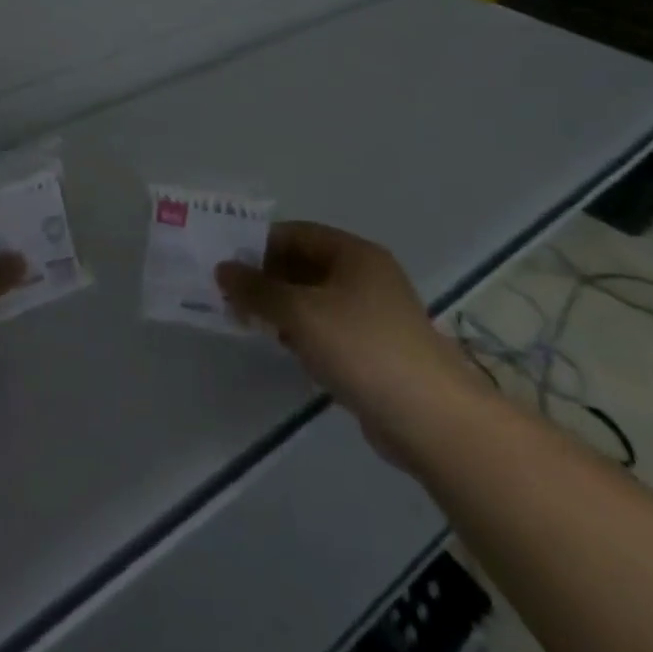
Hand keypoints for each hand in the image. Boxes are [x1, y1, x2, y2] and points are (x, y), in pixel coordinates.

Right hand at [217, 221, 479, 465]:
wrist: (430, 418)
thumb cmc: (361, 347)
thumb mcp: (300, 312)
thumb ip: (257, 289)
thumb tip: (222, 268)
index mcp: (354, 254)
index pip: (296, 233)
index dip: (259, 244)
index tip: (225, 262)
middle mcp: (365, 276)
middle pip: (304, 264)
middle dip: (266, 277)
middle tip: (228, 294)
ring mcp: (371, 314)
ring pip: (313, 298)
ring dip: (280, 306)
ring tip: (245, 319)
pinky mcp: (372, 349)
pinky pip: (326, 328)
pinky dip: (300, 331)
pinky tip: (280, 346)